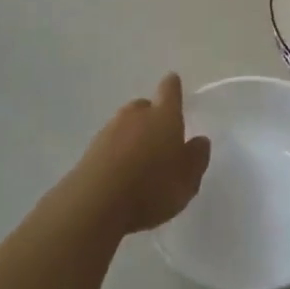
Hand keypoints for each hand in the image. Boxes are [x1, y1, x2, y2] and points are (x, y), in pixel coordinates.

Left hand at [75, 73, 210, 234]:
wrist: (96, 204)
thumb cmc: (152, 187)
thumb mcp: (187, 179)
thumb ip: (196, 157)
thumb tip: (200, 140)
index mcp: (164, 115)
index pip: (169, 90)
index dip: (173, 87)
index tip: (173, 83)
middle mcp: (135, 115)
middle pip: (144, 106)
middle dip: (151, 117)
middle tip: (159, 138)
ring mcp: (108, 131)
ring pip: (124, 126)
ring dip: (132, 137)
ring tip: (139, 162)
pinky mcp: (89, 152)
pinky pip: (108, 146)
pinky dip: (116, 154)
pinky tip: (120, 176)